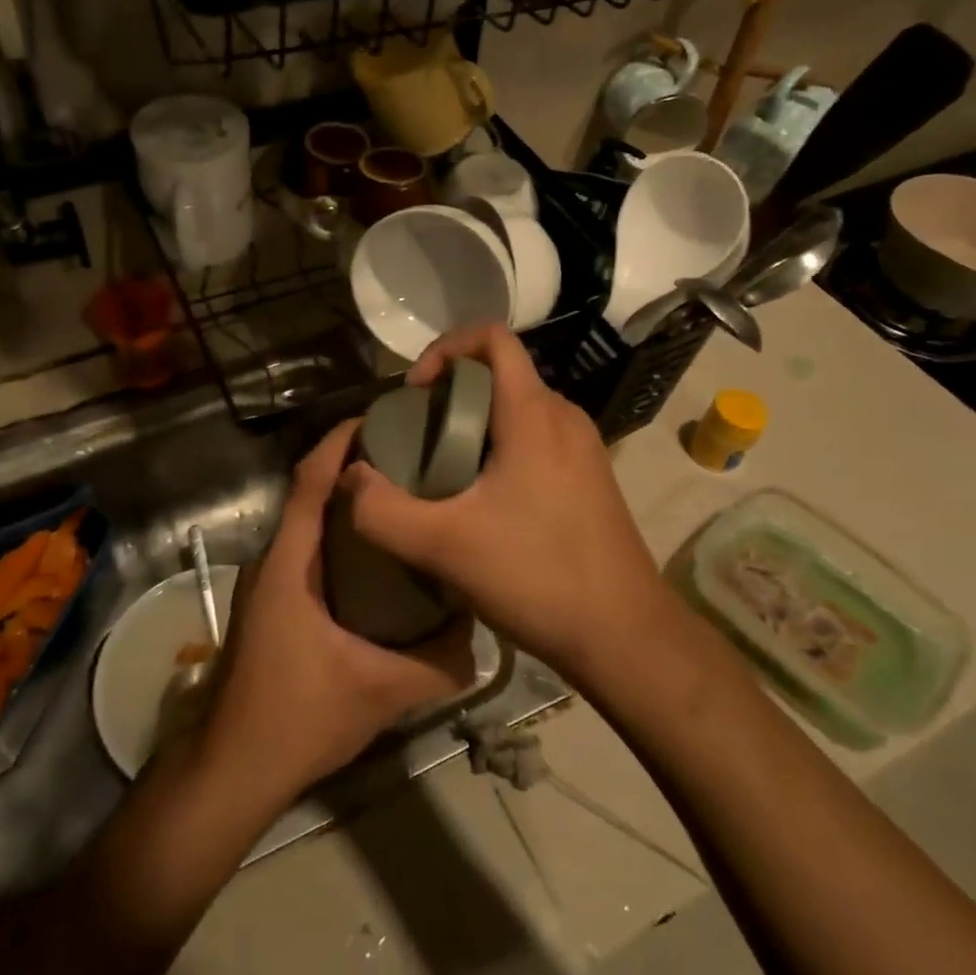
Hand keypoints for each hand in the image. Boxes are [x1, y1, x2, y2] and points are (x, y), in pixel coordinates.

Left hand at [201, 419, 475, 806]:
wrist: (231, 768)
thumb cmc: (297, 717)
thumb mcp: (380, 691)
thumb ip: (437, 664)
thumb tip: (479, 638)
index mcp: (289, 563)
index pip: (310, 479)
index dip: (340, 441)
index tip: (383, 418)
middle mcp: (274, 560)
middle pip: (310, 492)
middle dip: (354, 467)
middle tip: (411, 457)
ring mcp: (268, 583)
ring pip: (309, 524)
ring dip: (347, 504)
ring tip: (402, 499)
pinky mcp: (272, 604)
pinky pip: (308, 552)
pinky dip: (339, 538)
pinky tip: (378, 560)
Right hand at [337, 324, 669, 676]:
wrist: (626, 636)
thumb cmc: (538, 576)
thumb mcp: (444, 547)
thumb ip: (383, 511)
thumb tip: (349, 478)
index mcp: (534, 414)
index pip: (492, 338)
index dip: (445, 348)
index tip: (416, 393)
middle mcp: (564, 418)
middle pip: (501, 374)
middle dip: (452, 393)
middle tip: (417, 437)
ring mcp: (583, 449)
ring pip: (518, 410)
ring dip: (476, 424)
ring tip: (442, 470)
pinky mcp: (589, 479)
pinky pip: (536, 440)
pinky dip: (501, 449)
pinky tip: (482, 502)